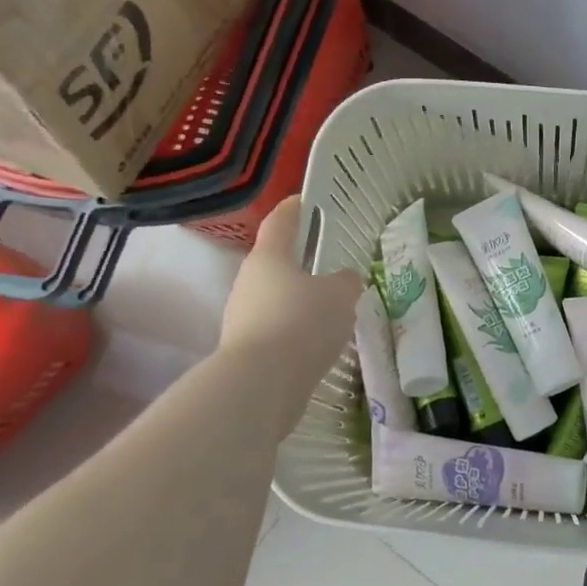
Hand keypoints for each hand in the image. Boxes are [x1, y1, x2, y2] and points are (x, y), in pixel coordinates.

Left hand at [218, 197, 363, 397]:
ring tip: (330, 311)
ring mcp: (241, 318)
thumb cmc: (302, 323)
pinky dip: (294, 332)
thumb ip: (346, 282)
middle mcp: (248, 282)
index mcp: (269, 258)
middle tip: (328, 266)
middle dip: (300, 264)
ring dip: (298, 302)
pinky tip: (317, 344)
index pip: (280, 222)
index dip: (294, 209)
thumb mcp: (340, 296)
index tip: (304, 200)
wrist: (260, 385)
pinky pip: (275, 330)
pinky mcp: (245, 351)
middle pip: (275, 264)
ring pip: (275, 300)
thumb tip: (344, 279)